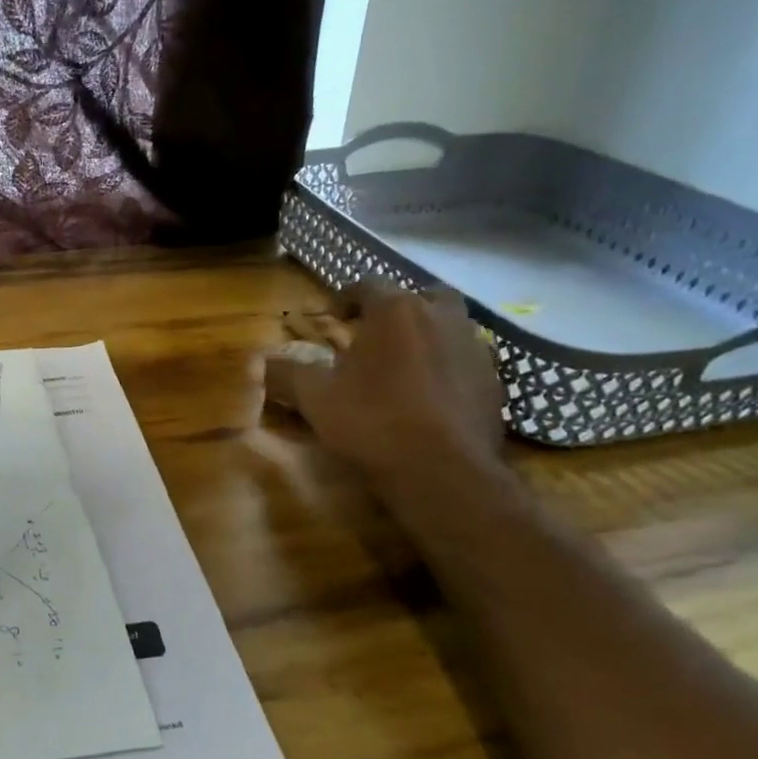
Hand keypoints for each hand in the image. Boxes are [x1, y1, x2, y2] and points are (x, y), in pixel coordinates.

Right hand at [264, 281, 504, 485]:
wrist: (443, 472)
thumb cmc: (372, 423)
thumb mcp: (315, 399)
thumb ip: (287, 374)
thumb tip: (260, 363)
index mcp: (395, 311)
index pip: (367, 286)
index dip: (345, 299)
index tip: (332, 319)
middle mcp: (441, 317)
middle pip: (419, 297)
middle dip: (398, 310)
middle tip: (376, 336)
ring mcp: (475, 348)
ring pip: (450, 325)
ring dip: (428, 335)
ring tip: (405, 365)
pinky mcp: (496, 381)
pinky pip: (467, 360)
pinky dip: (449, 367)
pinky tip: (432, 396)